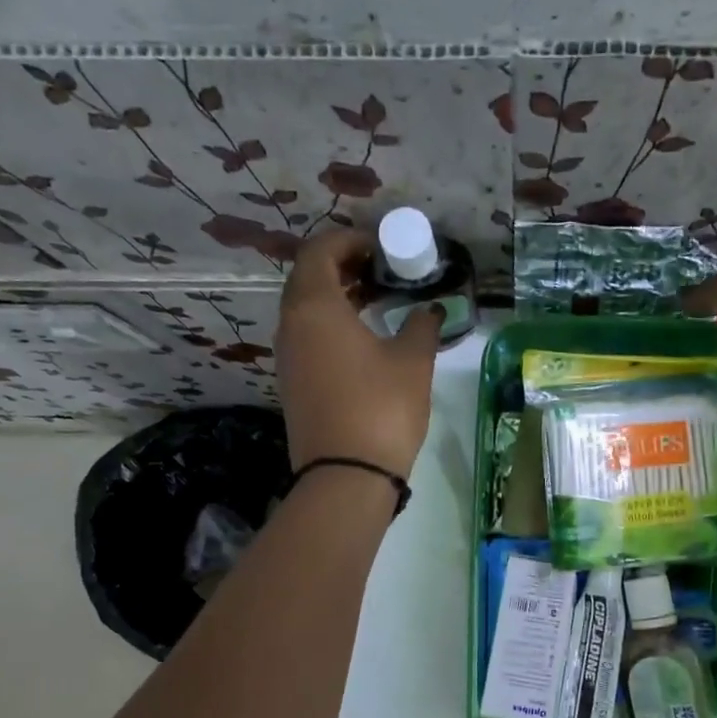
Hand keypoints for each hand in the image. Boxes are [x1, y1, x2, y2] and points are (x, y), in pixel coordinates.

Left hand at [275, 229, 440, 477]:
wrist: (346, 476)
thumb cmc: (381, 408)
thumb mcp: (412, 362)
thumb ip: (421, 326)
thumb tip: (429, 310)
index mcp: (315, 307)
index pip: (320, 251)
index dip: (349, 241)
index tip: (380, 248)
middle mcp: (291, 325)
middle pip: (308, 278)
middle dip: (343, 267)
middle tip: (381, 272)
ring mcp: (287, 357)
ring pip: (305, 310)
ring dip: (336, 298)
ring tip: (376, 303)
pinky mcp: (292, 384)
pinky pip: (306, 338)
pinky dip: (330, 326)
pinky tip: (362, 341)